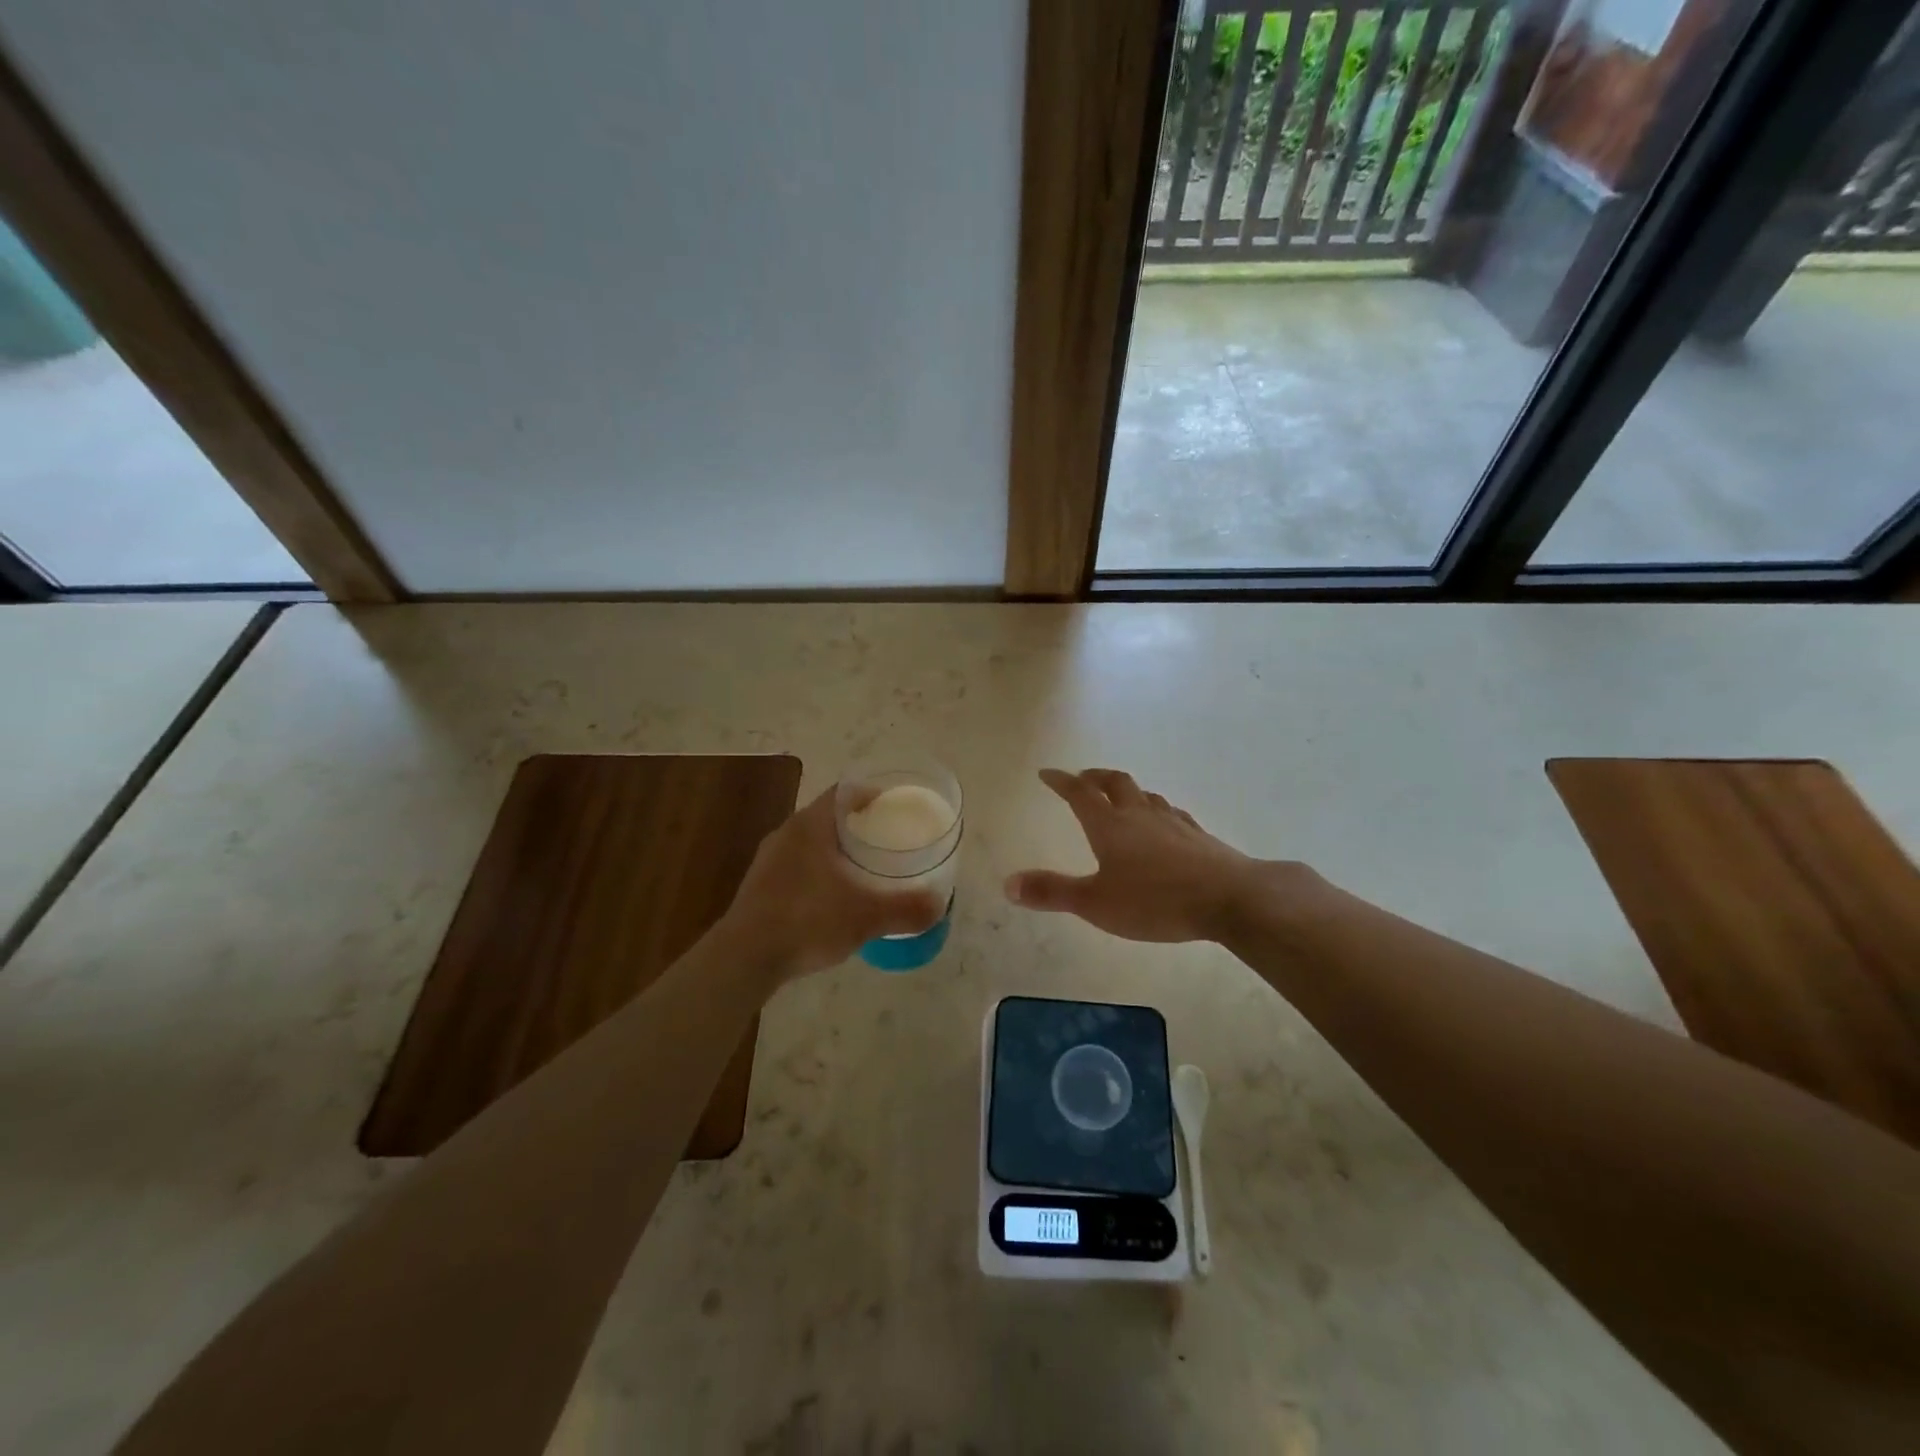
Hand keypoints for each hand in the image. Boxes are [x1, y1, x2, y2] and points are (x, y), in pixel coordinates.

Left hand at [723, 786, 944, 981]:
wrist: (744, 958)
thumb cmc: (807, 920)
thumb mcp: (866, 916)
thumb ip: (905, 909)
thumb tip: (939, 906)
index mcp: (810, 826)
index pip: (843, 793)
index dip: (870, 794)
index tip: (893, 805)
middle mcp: (787, 834)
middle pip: (828, 817)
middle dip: (857, 825)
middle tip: (886, 838)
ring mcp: (769, 861)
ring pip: (811, 843)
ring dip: (836, 850)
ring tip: (864, 868)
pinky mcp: (759, 887)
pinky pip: (797, 867)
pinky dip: (819, 873)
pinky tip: (834, 898)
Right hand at [1006, 768, 1274, 942]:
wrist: (1229, 898)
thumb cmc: (1155, 901)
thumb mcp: (1095, 903)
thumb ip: (1052, 892)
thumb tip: (1008, 884)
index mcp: (1110, 826)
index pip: (1079, 794)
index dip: (1061, 781)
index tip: (1047, 773)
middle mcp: (1139, 815)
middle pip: (1115, 783)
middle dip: (1095, 777)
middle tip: (1083, 777)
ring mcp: (1172, 822)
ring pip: (1145, 795)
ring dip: (1128, 791)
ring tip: (1121, 797)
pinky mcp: (1198, 836)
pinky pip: (1171, 813)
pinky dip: (1157, 810)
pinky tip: (1164, 823)